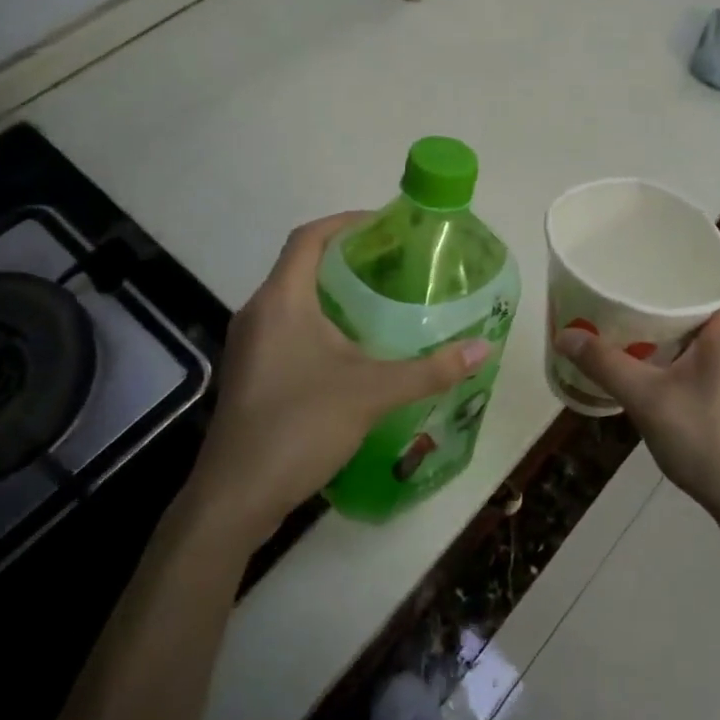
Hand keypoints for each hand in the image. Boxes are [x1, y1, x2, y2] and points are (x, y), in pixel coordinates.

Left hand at [183, 213, 490, 548]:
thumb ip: (430, 370)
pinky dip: (319, 323)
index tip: (385, 225)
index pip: (309, 237)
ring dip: (333, 294)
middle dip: (347, 259)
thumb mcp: (373, 393)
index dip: (346, 223)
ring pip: (293, 300)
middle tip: (395, 265)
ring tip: (381, 303)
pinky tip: (351, 350)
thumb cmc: (300, 426)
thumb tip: (483, 348)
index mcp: (281, 300)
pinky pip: (287, 329)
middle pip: (301, 266)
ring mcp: (249, 345)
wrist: (236, 496)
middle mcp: (258, 312)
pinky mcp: (250, 373)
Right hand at [553, 279, 719, 533]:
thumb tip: (565, 336)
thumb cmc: (705, 440)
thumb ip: (605, 365)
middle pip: (714, 298)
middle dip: (676, 285)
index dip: (699, 254)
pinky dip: (684, 345)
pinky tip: (654, 358)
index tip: (662, 247)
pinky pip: (710, 353)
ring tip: (636, 311)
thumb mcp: (647, 400)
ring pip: (711, 328)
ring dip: (679, 318)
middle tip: (634, 278)